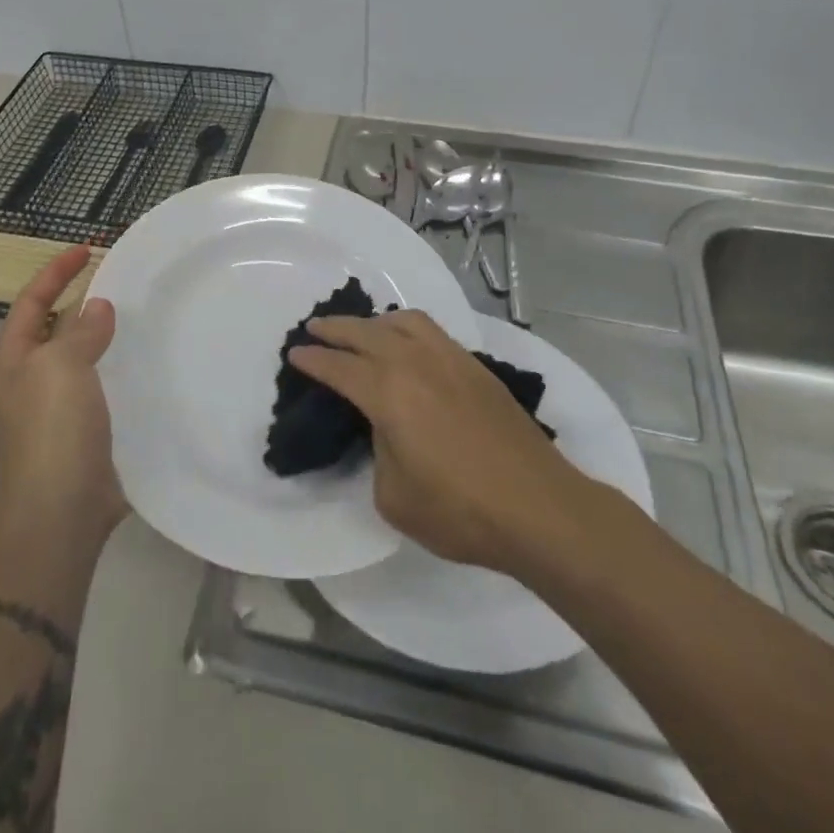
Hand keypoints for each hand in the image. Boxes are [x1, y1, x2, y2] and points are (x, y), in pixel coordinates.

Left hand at [0, 245, 126, 550]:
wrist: (62, 509)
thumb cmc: (52, 428)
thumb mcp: (61, 366)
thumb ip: (81, 330)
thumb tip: (98, 307)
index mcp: (11, 360)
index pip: (31, 301)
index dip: (56, 271)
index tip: (88, 248)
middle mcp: (27, 381)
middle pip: (52, 327)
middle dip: (80, 299)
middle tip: (118, 278)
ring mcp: (53, 409)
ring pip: (78, 356)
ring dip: (102, 334)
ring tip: (137, 313)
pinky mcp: (81, 430)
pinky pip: (99, 384)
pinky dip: (117, 366)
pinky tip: (144, 362)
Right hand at [288, 310, 584, 573]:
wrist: (539, 507)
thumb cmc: (460, 511)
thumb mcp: (394, 496)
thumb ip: (378, 452)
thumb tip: (385, 428)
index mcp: (388, 393)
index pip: (339, 367)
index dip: (313, 359)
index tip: (295, 353)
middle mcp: (416, 363)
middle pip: (366, 332)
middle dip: (335, 328)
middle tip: (314, 327)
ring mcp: (450, 360)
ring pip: (404, 321)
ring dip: (374, 321)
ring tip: (362, 330)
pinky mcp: (476, 367)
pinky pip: (432, 331)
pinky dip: (407, 328)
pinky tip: (407, 344)